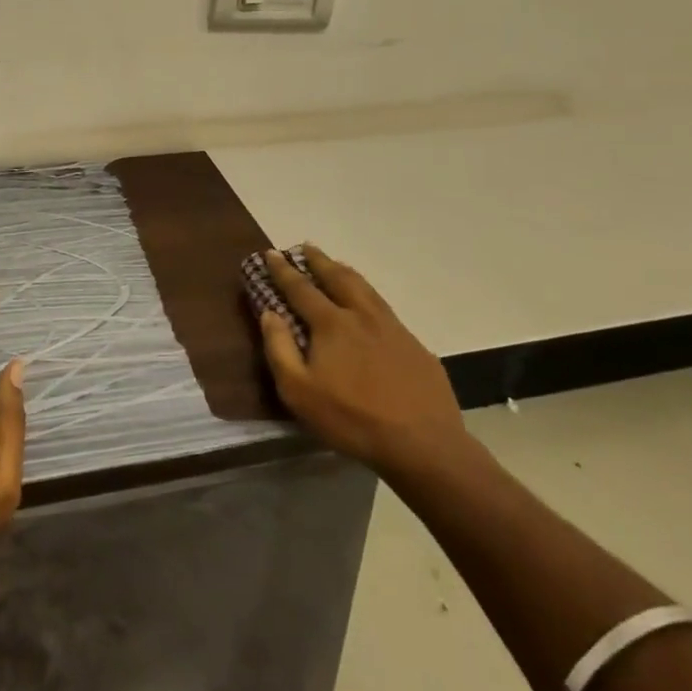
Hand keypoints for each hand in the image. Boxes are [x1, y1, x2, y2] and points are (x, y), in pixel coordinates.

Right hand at [258, 245, 469, 481]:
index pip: (301, 288)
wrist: (423, 443)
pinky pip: (385, 308)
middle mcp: (361, 315)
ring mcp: (392, 327)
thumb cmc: (352, 419)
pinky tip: (371, 305)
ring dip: (345, 272)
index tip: (271, 253)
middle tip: (305, 247)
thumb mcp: (299, 392)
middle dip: (318, 261)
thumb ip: (280, 348)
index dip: (283, 270)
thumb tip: (268, 312)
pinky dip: (369, 295)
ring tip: (336, 264)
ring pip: (365, 288)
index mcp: (332, 323)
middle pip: (337, 278)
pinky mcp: (414, 345)